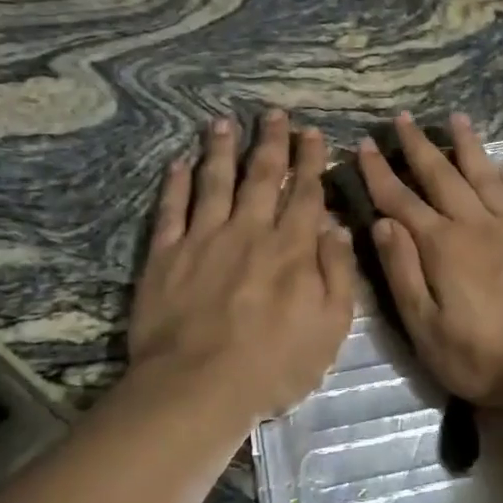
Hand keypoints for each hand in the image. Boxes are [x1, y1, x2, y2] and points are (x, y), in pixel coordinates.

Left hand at [129, 111, 355, 422]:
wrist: (197, 388)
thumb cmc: (274, 364)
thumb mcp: (330, 327)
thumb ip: (337, 273)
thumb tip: (337, 227)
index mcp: (291, 248)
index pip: (305, 193)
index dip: (311, 160)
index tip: (312, 133)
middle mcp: (249, 231)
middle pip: (261, 176)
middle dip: (271, 142)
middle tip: (273, 114)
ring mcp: (203, 239)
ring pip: (215, 181)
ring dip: (221, 149)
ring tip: (223, 122)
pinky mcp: (165, 255)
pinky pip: (171, 209)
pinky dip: (176, 184)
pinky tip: (179, 163)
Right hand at [358, 112, 502, 412]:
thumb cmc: (482, 357)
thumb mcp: (425, 328)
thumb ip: (402, 272)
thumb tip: (382, 224)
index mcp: (442, 246)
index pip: (401, 201)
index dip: (379, 173)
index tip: (363, 145)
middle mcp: (477, 226)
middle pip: (442, 177)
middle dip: (419, 146)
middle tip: (403, 118)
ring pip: (486, 177)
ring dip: (469, 147)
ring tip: (457, 118)